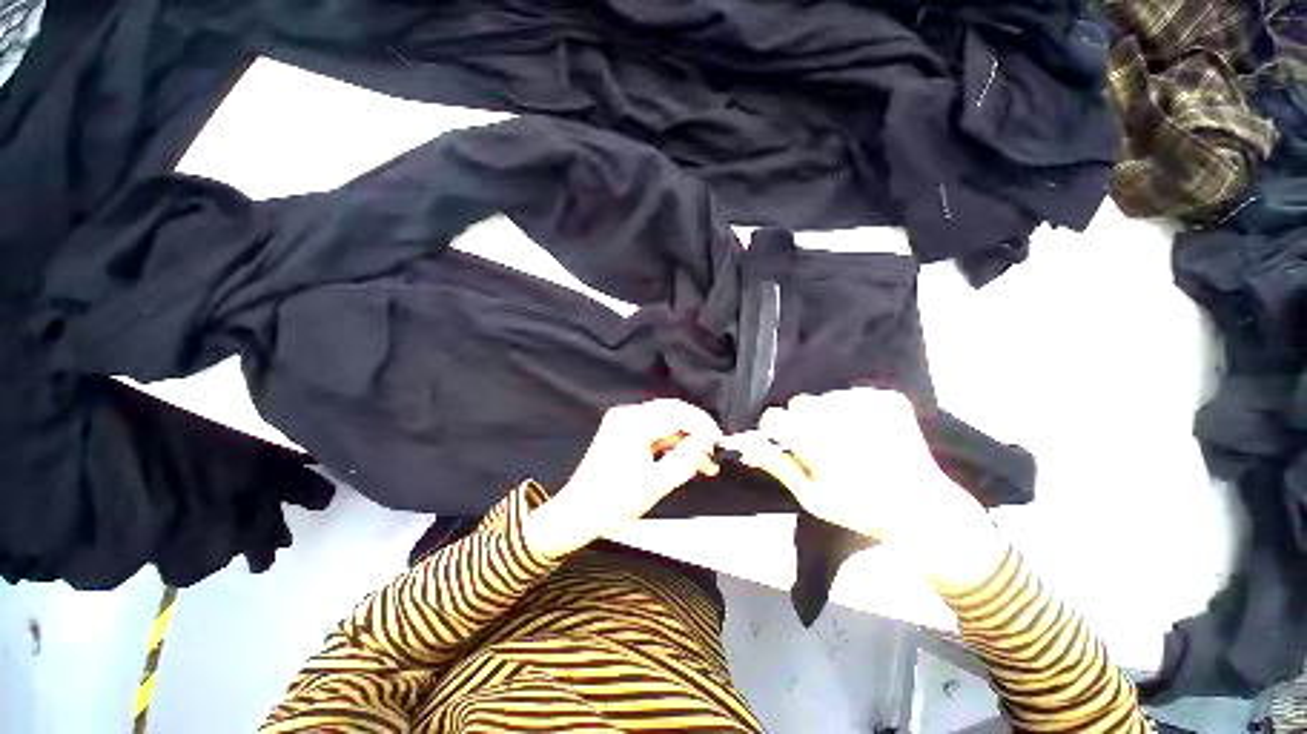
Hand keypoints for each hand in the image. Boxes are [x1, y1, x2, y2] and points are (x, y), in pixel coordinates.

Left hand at [524, 399, 722, 557]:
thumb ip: (686, 459)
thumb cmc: (614, 501)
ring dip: (684, 440)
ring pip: (665, 423)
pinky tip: (683, 460)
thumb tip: (705, 443)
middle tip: (713, 455)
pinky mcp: (622, 432)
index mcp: (633, 422)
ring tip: (703, 464)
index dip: (703, 427)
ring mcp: (623, 422)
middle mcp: (627, 414)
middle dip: (696, 432)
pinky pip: (653, 431)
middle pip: (672, 413)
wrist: (577, 513)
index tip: (719, 445)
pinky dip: (670, 444)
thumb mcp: (656, 483)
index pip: (678, 413)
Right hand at [720, 388, 984, 544]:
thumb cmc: (859, 508)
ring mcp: (864, 402)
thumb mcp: (811, 496)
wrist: (922, 509)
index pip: (773, 416)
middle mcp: (835, 412)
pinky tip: (870, 434)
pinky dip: (856, 411)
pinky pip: (855, 396)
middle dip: (803, 422)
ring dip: (830, 416)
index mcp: (813, 438)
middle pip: (800, 404)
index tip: (786, 443)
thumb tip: (749, 445)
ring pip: (827, 398)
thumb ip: (778, 465)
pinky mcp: (887, 398)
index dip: (776, 430)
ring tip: (850, 443)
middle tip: (822, 447)